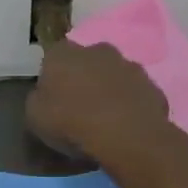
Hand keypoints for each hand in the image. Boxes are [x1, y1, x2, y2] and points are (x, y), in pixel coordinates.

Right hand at [27, 40, 180, 176]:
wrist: (125, 136)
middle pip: (87, 61)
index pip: (54, 56)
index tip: (53, 96)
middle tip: (80, 105)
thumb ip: (39, 98)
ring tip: (106, 119)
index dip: (53, 76)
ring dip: (110, 89)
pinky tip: (127, 127)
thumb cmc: (71, 122)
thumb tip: (45, 95)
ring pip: (115, 75)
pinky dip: (131, 105)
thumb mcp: (34, 116)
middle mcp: (97, 51)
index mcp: (63, 53)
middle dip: (84, 77)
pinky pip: (136, 94)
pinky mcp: (153, 87)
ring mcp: (130, 66)